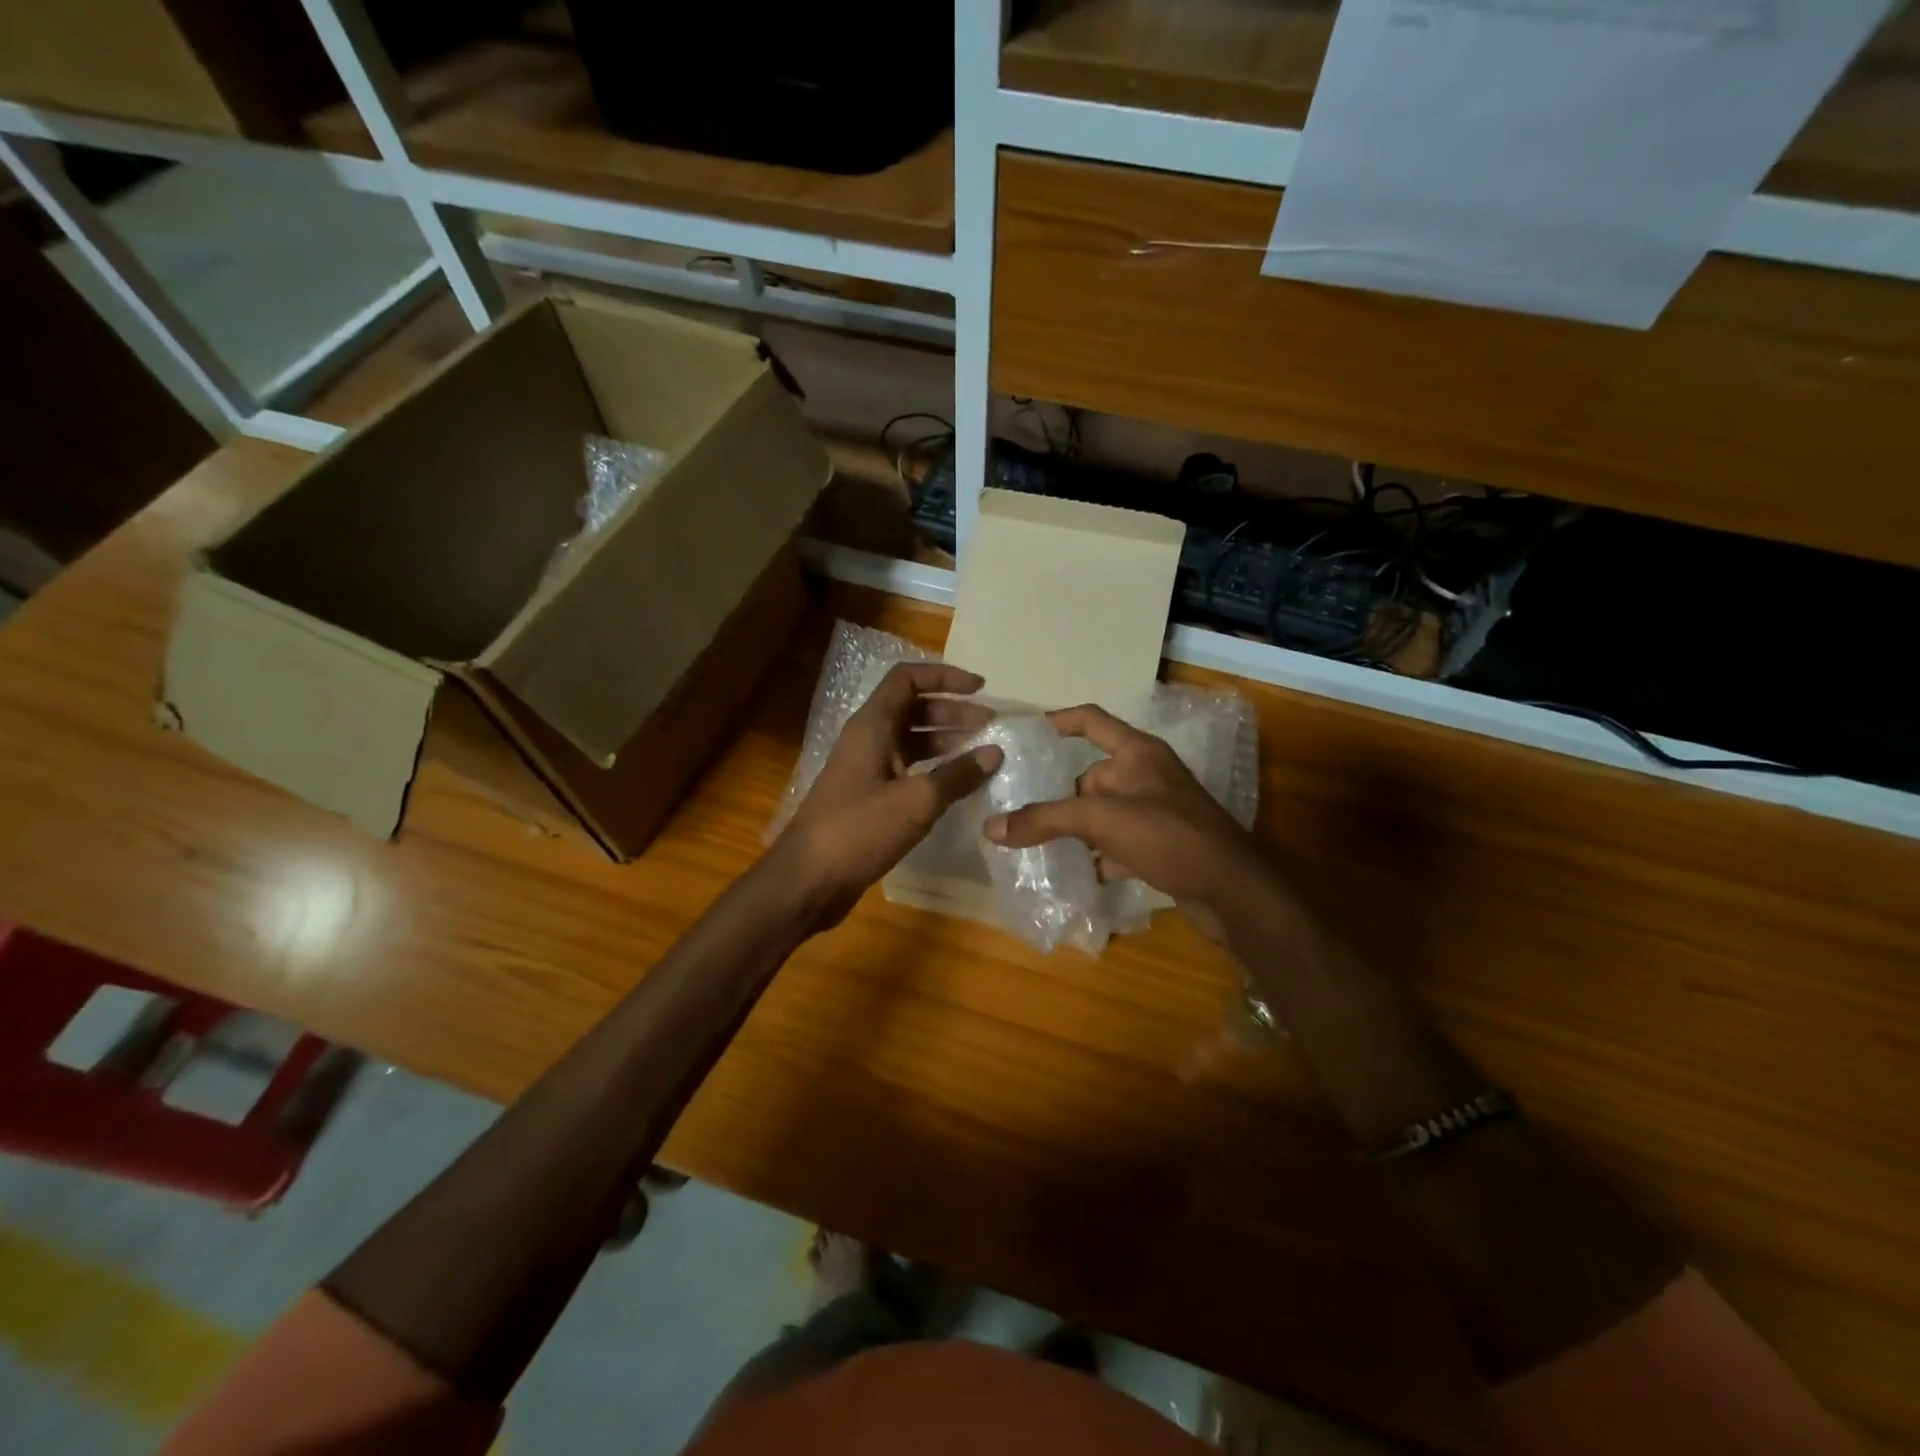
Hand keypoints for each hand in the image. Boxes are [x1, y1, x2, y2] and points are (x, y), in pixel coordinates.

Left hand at [773, 662, 1002, 929]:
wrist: (808, 880)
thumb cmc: (858, 831)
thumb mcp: (915, 801)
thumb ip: (957, 775)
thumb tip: (994, 752)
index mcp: (872, 726)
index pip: (907, 679)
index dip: (944, 676)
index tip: (981, 688)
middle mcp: (867, 740)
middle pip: (913, 709)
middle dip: (953, 712)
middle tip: (991, 725)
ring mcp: (866, 769)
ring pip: (911, 741)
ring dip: (946, 741)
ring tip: (983, 754)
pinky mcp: (867, 798)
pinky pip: (906, 770)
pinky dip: (933, 770)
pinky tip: (958, 786)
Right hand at [982, 704, 1273, 929]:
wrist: (1232, 892)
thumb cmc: (1169, 837)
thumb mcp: (1102, 821)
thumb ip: (1045, 820)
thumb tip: (991, 828)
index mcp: (1138, 753)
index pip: (1091, 720)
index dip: (1058, 720)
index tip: (1024, 732)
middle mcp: (1147, 776)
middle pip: (1090, 775)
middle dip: (1056, 793)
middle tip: (1015, 808)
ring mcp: (1155, 812)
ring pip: (1101, 812)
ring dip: (1072, 827)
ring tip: (1032, 842)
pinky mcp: (1160, 845)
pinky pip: (1115, 842)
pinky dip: (1094, 854)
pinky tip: (1070, 872)